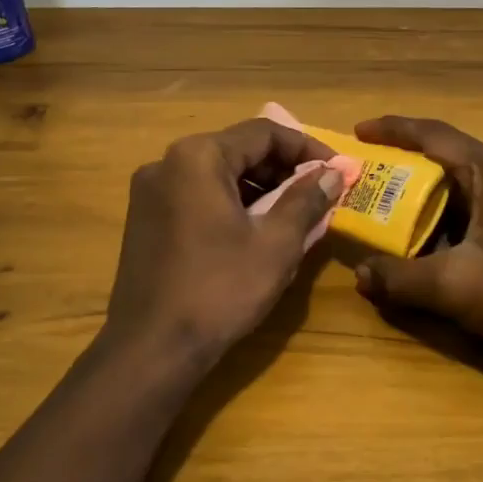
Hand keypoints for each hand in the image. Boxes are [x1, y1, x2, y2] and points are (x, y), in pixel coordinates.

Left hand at [104, 118, 344, 366]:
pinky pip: (198, 196)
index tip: (338, 170)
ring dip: (259, 187)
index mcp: (198, 157)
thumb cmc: (220, 290)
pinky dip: (231, 203)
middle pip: (238, 149)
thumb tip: (333, 174)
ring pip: (218, 174)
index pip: (264, 133)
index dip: (307, 148)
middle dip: (283, 168)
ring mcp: (150, 192)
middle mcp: (167, 163)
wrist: (152, 349)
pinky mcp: (145, 220)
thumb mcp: (276, 244)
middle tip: (319, 193)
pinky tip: (254, 230)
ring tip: (293, 214)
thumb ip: (307, 200)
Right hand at [351, 116, 482, 365]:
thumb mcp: (455, 285)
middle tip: (365, 180)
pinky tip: (427, 246)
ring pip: (461, 189)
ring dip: (424, 199)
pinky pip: (475, 212)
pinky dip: (445, 221)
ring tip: (386, 213)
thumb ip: (402, 278)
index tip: (358, 132)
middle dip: (403, 168)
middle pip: (446, 159)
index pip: (434, 135)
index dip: (393, 130)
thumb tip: (360, 276)